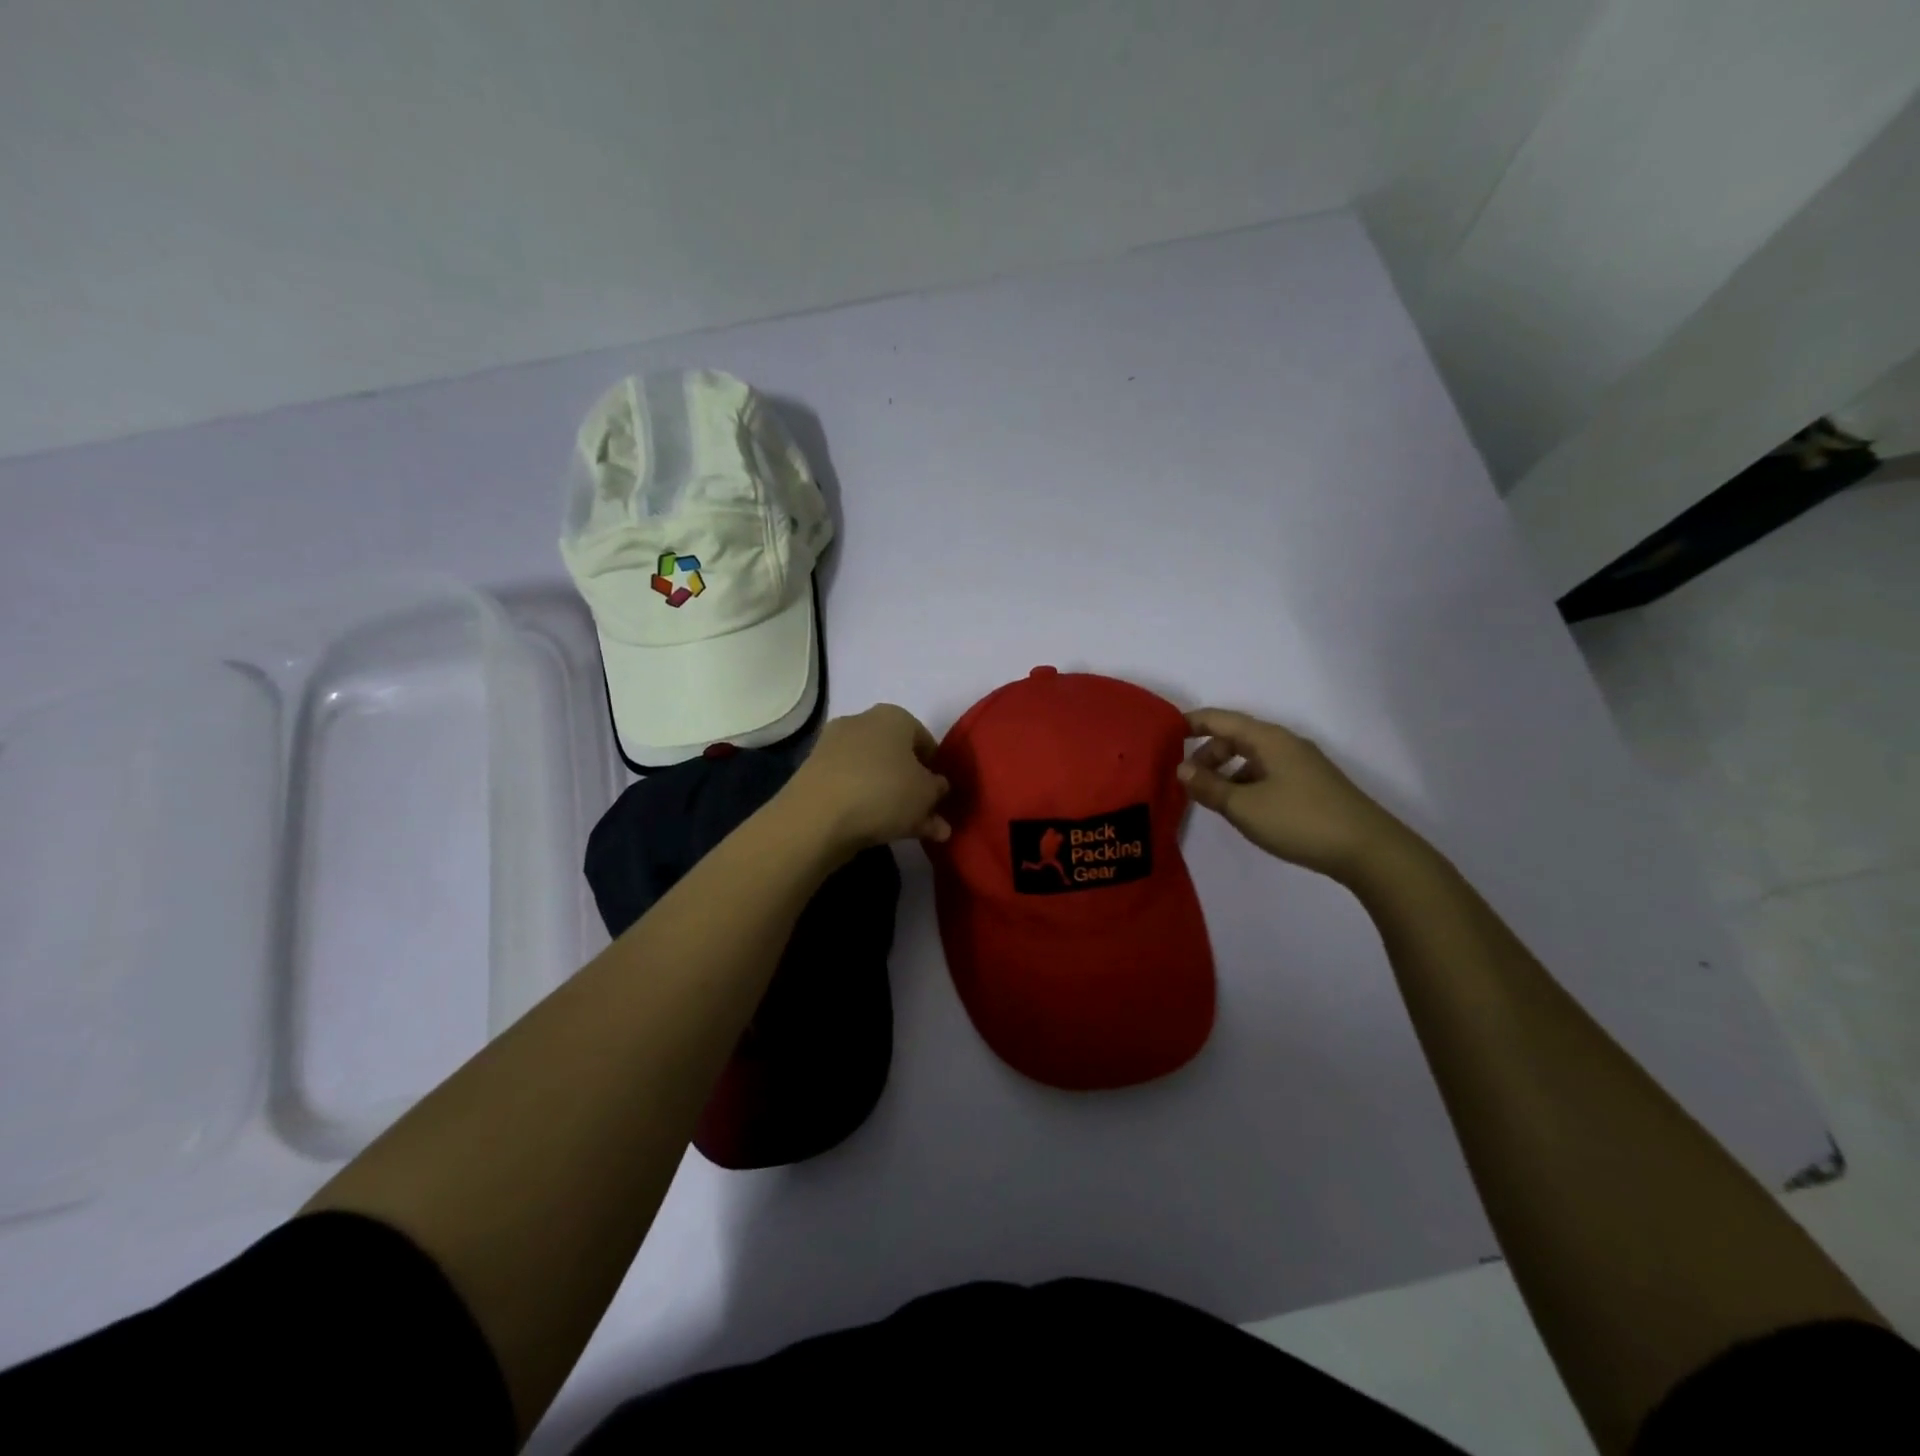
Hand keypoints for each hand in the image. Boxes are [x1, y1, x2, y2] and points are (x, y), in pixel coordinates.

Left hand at [784, 704, 951, 851]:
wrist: (816, 817)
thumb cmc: (884, 792)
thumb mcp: (926, 794)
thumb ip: (938, 791)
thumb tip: (938, 788)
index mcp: (893, 716)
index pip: (924, 738)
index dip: (936, 767)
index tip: (941, 794)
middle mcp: (861, 722)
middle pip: (897, 756)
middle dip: (912, 785)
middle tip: (926, 815)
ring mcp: (833, 747)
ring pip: (874, 774)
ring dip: (891, 799)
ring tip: (908, 831)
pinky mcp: (814, 773)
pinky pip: (851, 787)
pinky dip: (865, 804)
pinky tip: (879, 830)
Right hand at [1178, 708, 1416, 882]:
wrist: (1368, 849)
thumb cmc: (1299, 820)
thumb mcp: (1244, 806)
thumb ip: (1209, 786)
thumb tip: (1182, 769)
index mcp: (1268, 739)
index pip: (1220, 719)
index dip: (1191, 723)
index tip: (1164, 735)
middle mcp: (1285, 744)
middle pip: (1235, 737)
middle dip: (1206, 754)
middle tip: (1186, 781)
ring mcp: (1301, 764)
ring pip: (1251, 758)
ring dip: (1226, 772)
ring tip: (1211, 799)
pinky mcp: (1311, 785)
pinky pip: (1266, 773)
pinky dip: (1245, 783)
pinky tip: (1243, 810)